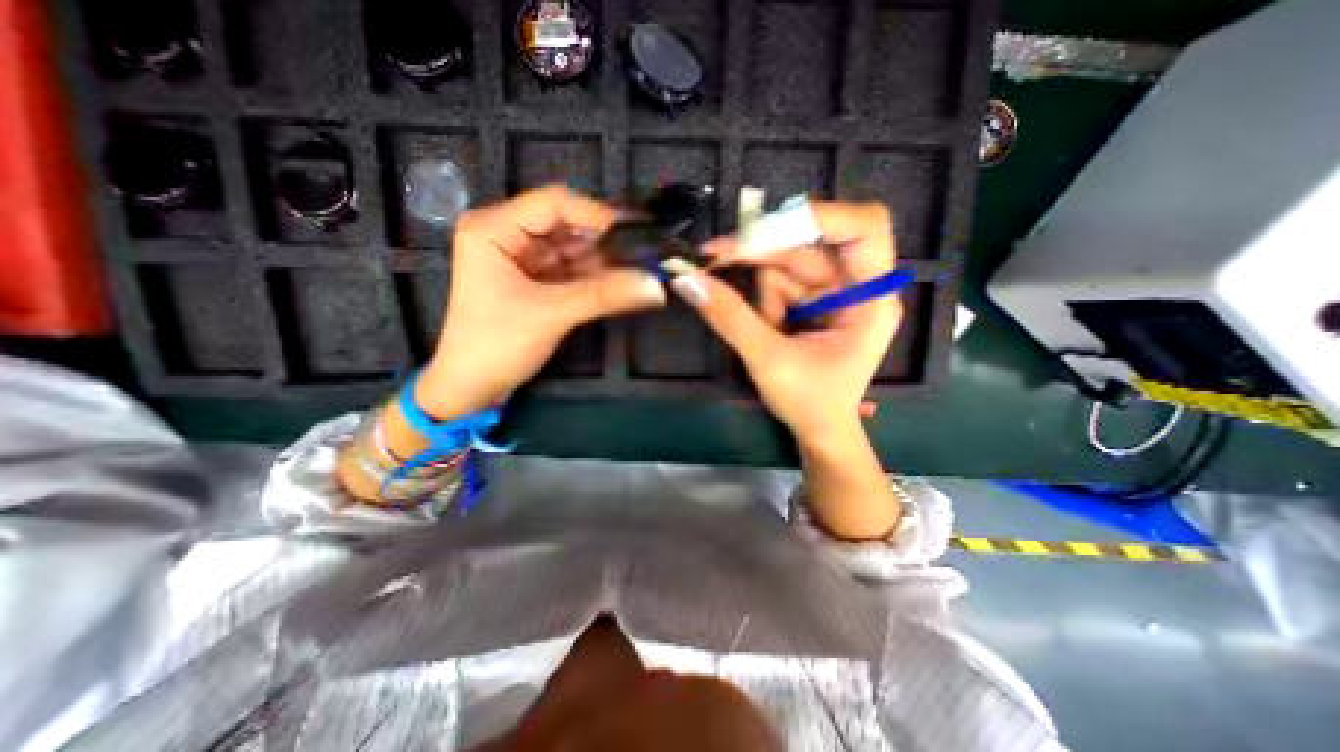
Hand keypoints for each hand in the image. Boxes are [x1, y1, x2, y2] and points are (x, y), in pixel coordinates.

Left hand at [416, 182, 662, 417]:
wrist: (473, 386)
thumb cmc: (497, 344)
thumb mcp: (551, 314)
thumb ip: (604, 295)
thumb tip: (654, 286)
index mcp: (494, 228)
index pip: (553, 203)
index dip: (596, 215)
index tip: (636, 233)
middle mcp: (507, 235)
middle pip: (566, 226)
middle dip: (605, 242)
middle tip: (645, 253)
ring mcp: (522, 259)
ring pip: (573, 250)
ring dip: (604, 262)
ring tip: (641, 269)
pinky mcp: (535, 281)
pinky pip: (571, 271)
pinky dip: (595, 278)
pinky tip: (621, 283)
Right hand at [666, 203, 899, 442]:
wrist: (819, 431)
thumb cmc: (809, 403)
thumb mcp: (768, 360)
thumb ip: (730, 318)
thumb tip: (687, 279)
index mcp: (870, 300)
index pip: (864, 229)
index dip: (820, 215)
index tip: (766, 226)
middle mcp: (857, 287)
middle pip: (807, 245)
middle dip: (760, 253)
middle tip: (711, 258)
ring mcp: (835, 293)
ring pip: (787, 264)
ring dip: (760, 291)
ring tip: (762, 329)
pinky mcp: (815, 302)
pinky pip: (781, 282)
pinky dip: (763, 300)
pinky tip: (767, 327)